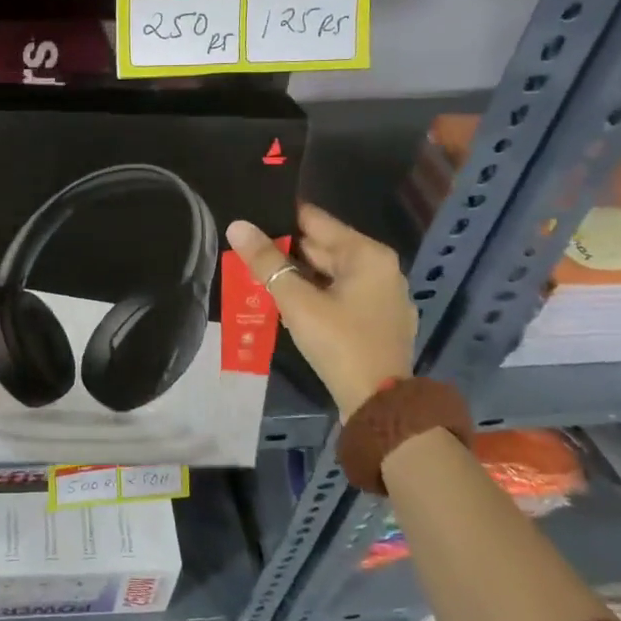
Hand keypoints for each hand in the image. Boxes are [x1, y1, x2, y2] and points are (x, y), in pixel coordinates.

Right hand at [226, 204, 414, 416]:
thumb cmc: (339, 343)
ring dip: (297, 275)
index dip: (280, 218)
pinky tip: (288, 303)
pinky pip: (341, 295)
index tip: (250, 216)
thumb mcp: (296, 301)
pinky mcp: (379, 321)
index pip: (316, 220)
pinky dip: (316, 294)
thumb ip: (266, 262)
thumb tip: (237, 226)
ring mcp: (383, 296)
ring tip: (258, 275)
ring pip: (330, 273)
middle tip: (245, 250)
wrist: (379, 405)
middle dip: (285, 250)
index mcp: (367, 254)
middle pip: (324, 247)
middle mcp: (381, 268)